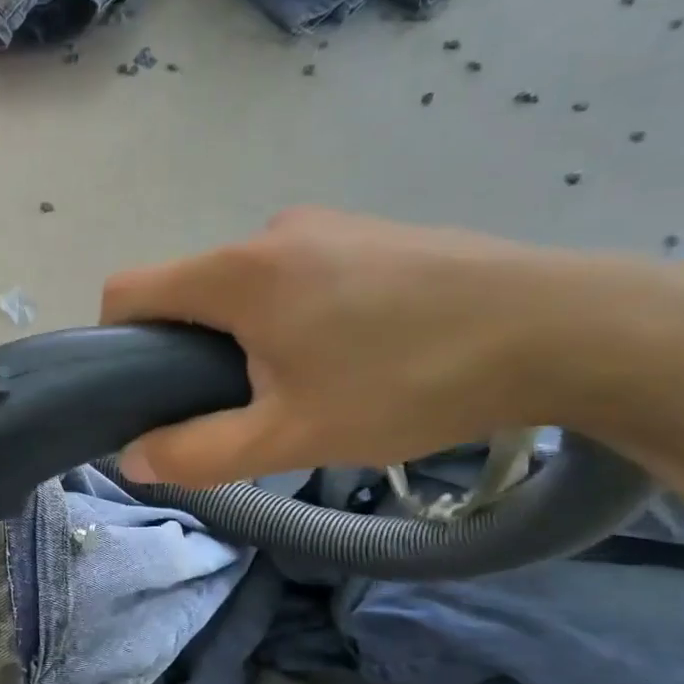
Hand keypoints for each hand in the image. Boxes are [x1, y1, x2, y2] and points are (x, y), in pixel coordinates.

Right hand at [100, 206, 580, 485]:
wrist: (568, 329)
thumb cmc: (409, 382)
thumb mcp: (292, 436)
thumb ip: (198, 453)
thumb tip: (132, 458)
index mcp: (237, 273)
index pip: (128, 289)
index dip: (115, 341)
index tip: (145, 390)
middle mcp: (269, 233)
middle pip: (187, 290)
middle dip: (189, 348)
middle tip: (237, 404)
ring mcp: (325, 225)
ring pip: (243, 285)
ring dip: (244, 334)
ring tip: (302, 383)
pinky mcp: (368, 232)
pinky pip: (295, 274)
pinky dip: (291, 314)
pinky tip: (349, 352)